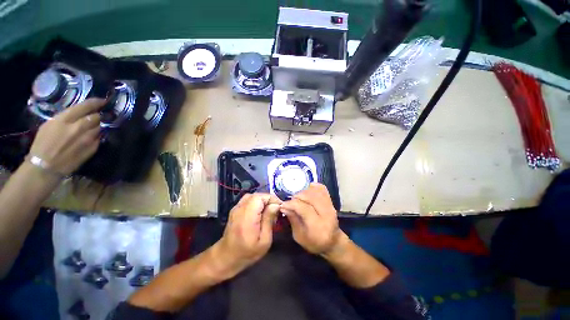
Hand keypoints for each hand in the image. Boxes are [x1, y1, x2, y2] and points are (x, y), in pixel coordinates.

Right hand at [28, 98, 104, 175]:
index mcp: (65, 119)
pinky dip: (96, 135)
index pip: (86, 106)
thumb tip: (80, 113)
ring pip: (99, 127)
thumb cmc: (43, 143)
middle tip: (94, 116)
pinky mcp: (93, 148)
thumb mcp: (50, 124)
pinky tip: (90, 137)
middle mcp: (79, 127)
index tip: (103, 100)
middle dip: (96, 115)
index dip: (96, 102)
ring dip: (96, 126)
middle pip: (96, 117)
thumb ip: (67, 117)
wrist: (46, 166)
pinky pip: (99, 138)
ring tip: (91, 127)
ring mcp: (88, 138)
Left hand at [214, 193, 280, 277]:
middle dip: (268, 200)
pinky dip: (256, 203)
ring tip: (268, 211)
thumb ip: (269, 220)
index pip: (260, 197)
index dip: (271, 199)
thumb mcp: (264, 240)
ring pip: (252, 196)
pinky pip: (248, 200)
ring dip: (262, 201)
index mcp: (247, 217)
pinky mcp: (235, 209)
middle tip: (275, 211)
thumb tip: (275, 205)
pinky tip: (259, 213)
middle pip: (257, 195)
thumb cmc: (247, 252)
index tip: (279, 207)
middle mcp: (240, 209)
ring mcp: (236, 208)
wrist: (226, 257)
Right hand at [281, 183, 342, 254]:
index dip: (292, 204)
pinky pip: (322, 189)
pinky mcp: (331, 202)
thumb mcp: (299, 236)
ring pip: (315, 191)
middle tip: (290, 202)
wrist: (333, 242)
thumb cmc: (314, 243)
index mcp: (318, 226)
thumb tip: (284, 206)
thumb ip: (292, 220)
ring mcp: (331, 206)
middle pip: (310, 197)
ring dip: (304, 192)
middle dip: (297, 197)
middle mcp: (326, 214)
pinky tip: (307, 191)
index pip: (304, 208)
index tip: (283, 205)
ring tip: (298, 198)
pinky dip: (313, 187)